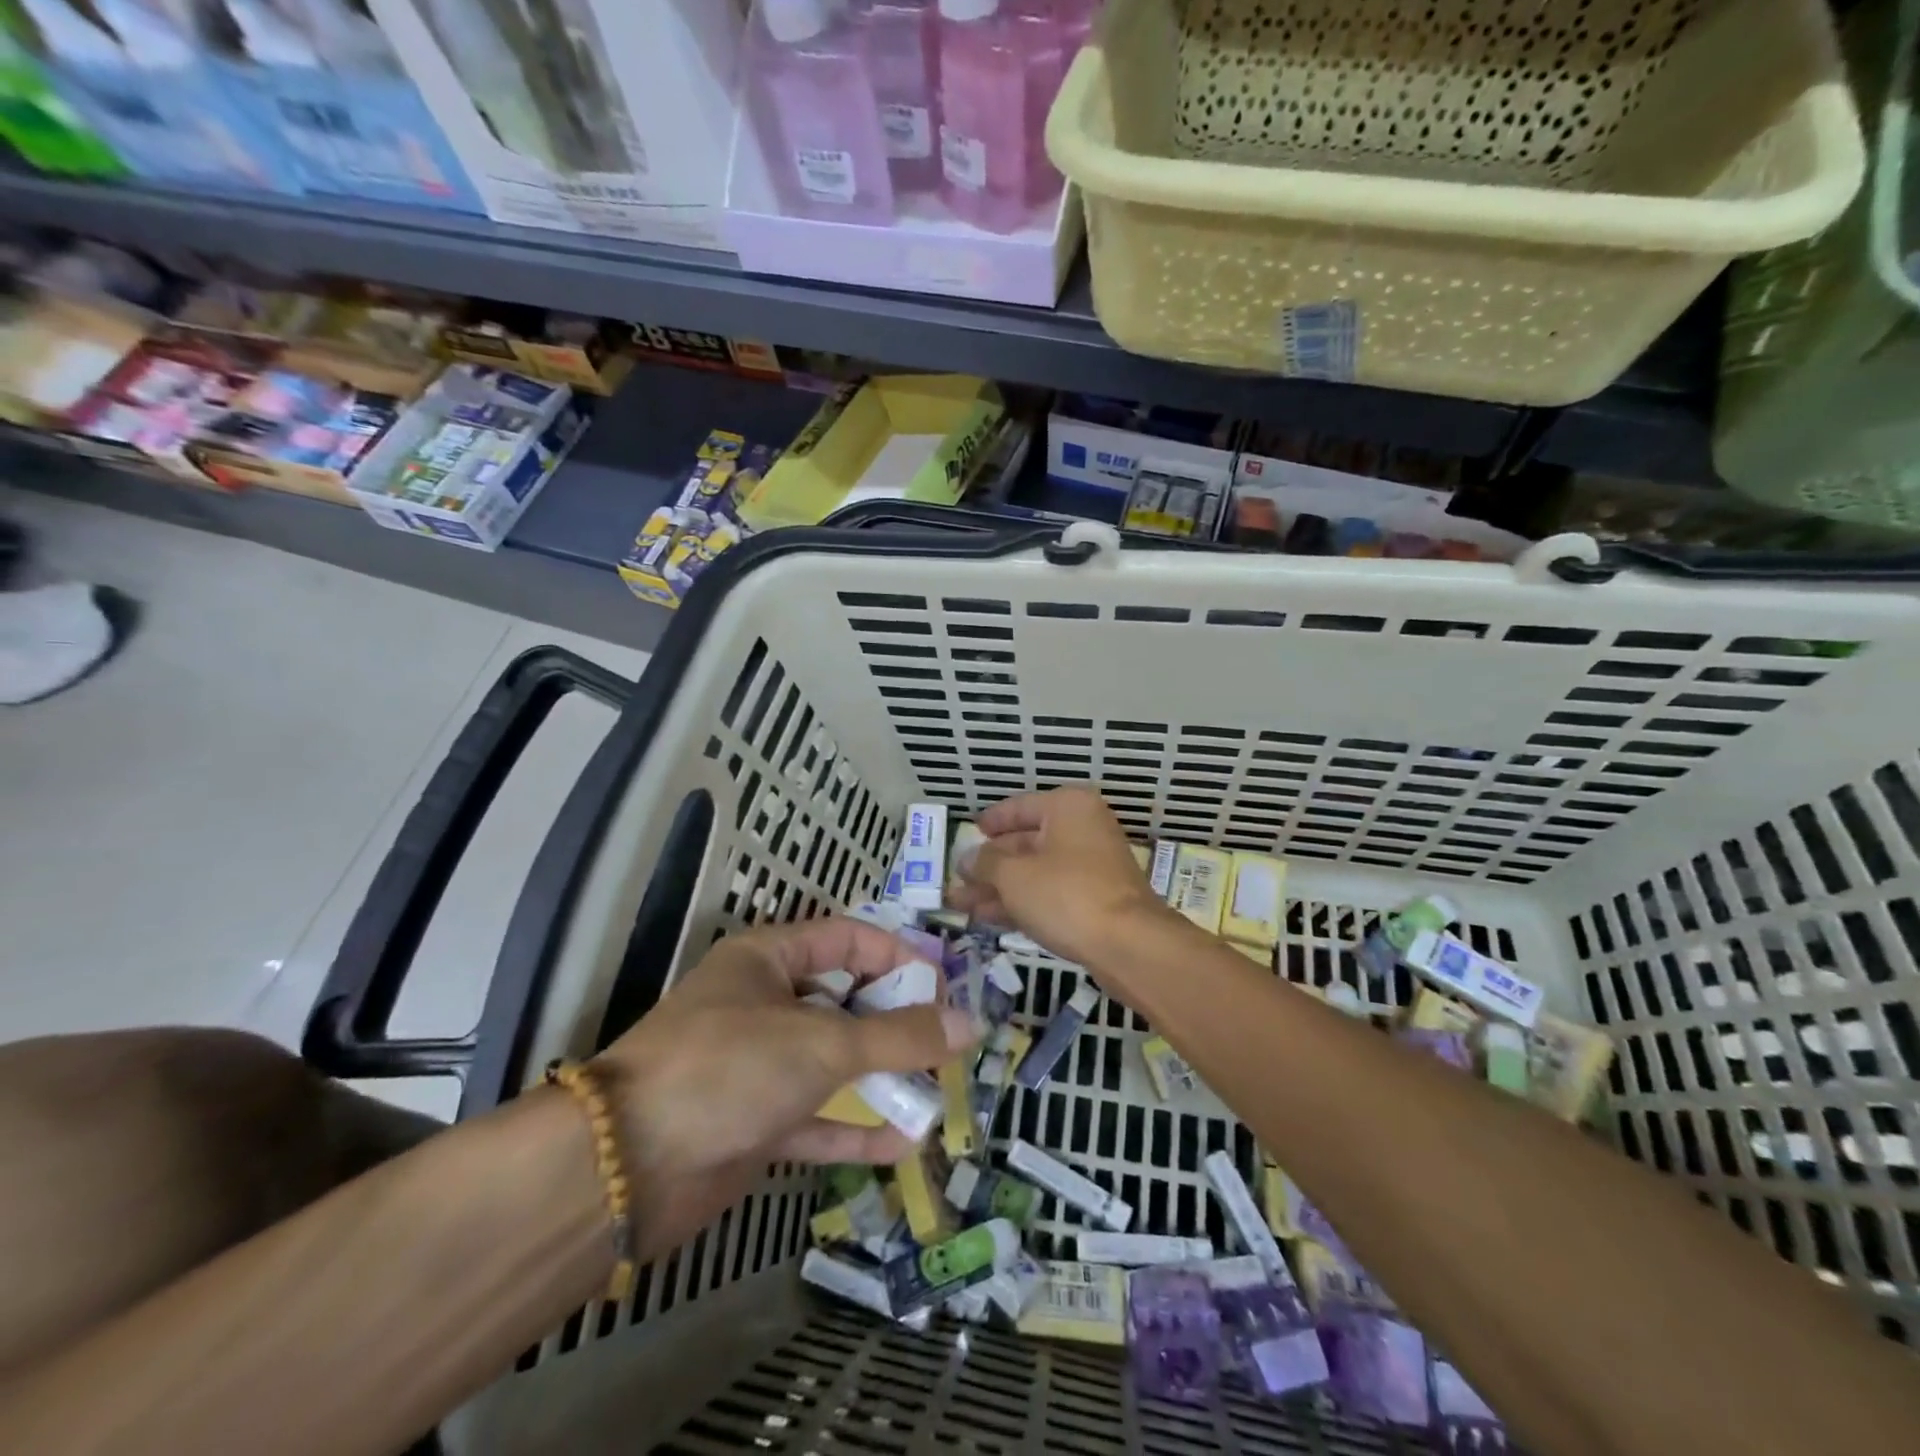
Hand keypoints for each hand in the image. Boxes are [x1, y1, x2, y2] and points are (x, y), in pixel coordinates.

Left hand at [596, 917, 973, 1257]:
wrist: (624, 1168)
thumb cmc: (729, 1067)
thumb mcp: (824, 1042)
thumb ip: (900, 1036)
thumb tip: (970, 1024)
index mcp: (768, 959)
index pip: (847, 939)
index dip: (898, 956)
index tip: (943, 986)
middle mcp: (763, 1003)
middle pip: (844, 999)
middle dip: (894, 1019)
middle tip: (946, 1038)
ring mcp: (757, 1065)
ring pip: (833, 1060)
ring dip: (881, 1075)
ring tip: (937, 1088)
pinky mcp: (752, 1121)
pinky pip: (815, 1116)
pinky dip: (854, 1128)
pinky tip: (902, 1143)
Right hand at [950, 786, 1177, 967]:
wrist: (1128, 945)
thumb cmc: (1067, 895)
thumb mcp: (1014, 876)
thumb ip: (985, 863)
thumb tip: (967, 858)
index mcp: (1067, 807)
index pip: (1019, 807)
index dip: (990, 821)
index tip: (967, 832)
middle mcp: (1082, 829)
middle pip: (1025, 842)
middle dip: (988, 864)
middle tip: (955, 879)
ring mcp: (1091, 865)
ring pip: (1035, 871)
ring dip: (998, 887)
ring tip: (959, 903)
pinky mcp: (1095, 899)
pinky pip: (1049, 892)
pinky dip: (1020, 902)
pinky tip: (988, 917)